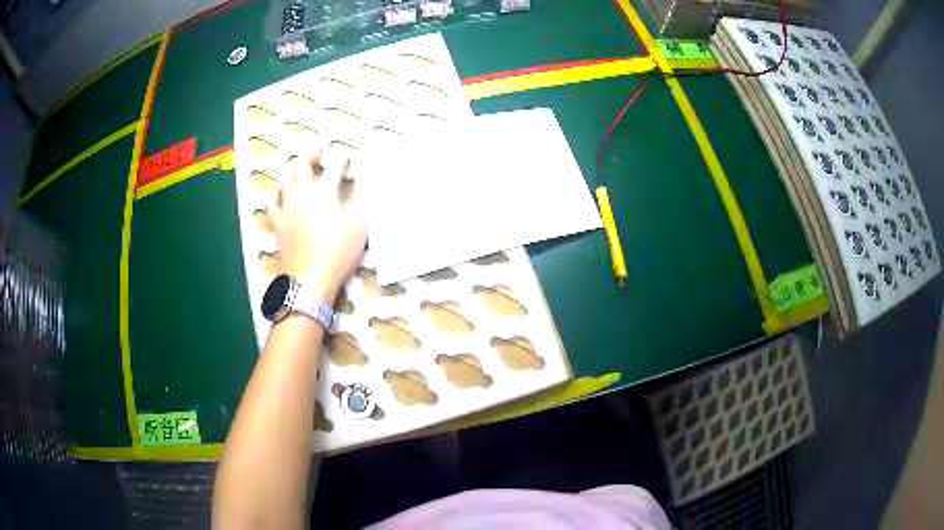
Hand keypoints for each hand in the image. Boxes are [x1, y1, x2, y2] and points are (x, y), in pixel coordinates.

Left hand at [269, 146, 366, 302]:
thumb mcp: (360, 227)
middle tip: (320, 150)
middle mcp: (303, 192)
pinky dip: (278, 193)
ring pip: (285, 178)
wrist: (310, 278)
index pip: (335, 165)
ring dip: (293, 168)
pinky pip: (273, 201)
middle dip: (313, 153)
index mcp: (325, 190)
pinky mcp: (277, 221)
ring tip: (300, 168)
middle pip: (303, 163)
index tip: (347, 161)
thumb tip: (362, 188)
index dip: (342, 160)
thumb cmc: (338, 253)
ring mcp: (286, 206)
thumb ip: (361, 203)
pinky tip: (282, 194)